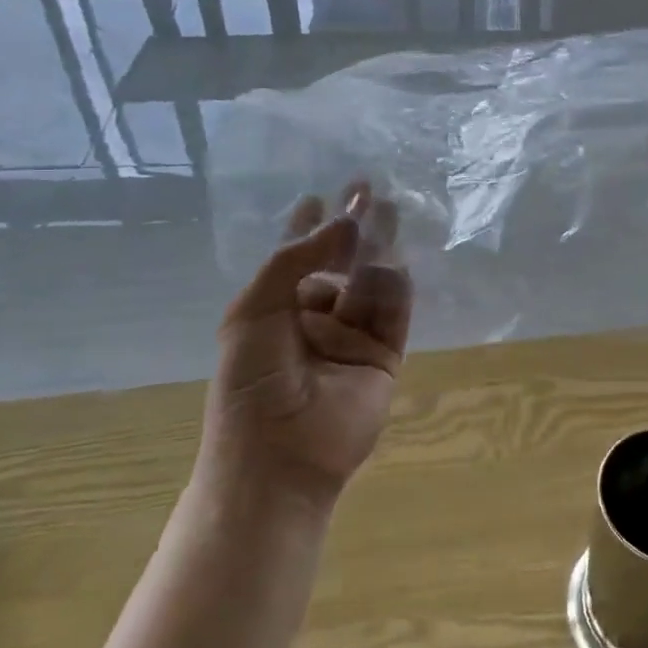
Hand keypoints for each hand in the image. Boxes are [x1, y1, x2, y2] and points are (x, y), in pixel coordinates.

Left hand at [199, 184, 413, 511]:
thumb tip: (342, 222)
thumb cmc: (251, 383)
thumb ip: (294, 261)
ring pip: (372, 280)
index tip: (322, 195)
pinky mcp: (384, 354)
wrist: (277, 458)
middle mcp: (317, 315)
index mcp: (279, 307)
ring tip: (386, 210)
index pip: (299, 256)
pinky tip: (395, 259)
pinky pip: (394, 311)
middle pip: (343, 261)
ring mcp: (352, 335)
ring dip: (378, 246)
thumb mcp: (254, 312)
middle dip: (355, 226)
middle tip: (368, 189)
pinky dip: (396, 284)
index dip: (310, 226)